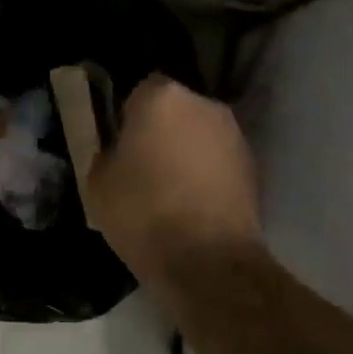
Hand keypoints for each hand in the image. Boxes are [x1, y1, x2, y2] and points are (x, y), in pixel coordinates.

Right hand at [87, 74, 262, 281]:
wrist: (208, 261)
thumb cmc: (143, 214)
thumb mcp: (98, 183)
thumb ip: (107, 153)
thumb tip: (119, 151)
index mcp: (162, 97)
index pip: (139, 91)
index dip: (128, 118)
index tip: (121, 147)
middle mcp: (204, 104)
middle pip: (175, 110)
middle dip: (161, 131)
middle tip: (144, 167)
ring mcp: (234, 134)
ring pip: (200, 135)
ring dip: (187, 151)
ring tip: (172, 191)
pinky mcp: (254, 166)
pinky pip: (219, 160)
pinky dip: (208, 174)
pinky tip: (195, 205)